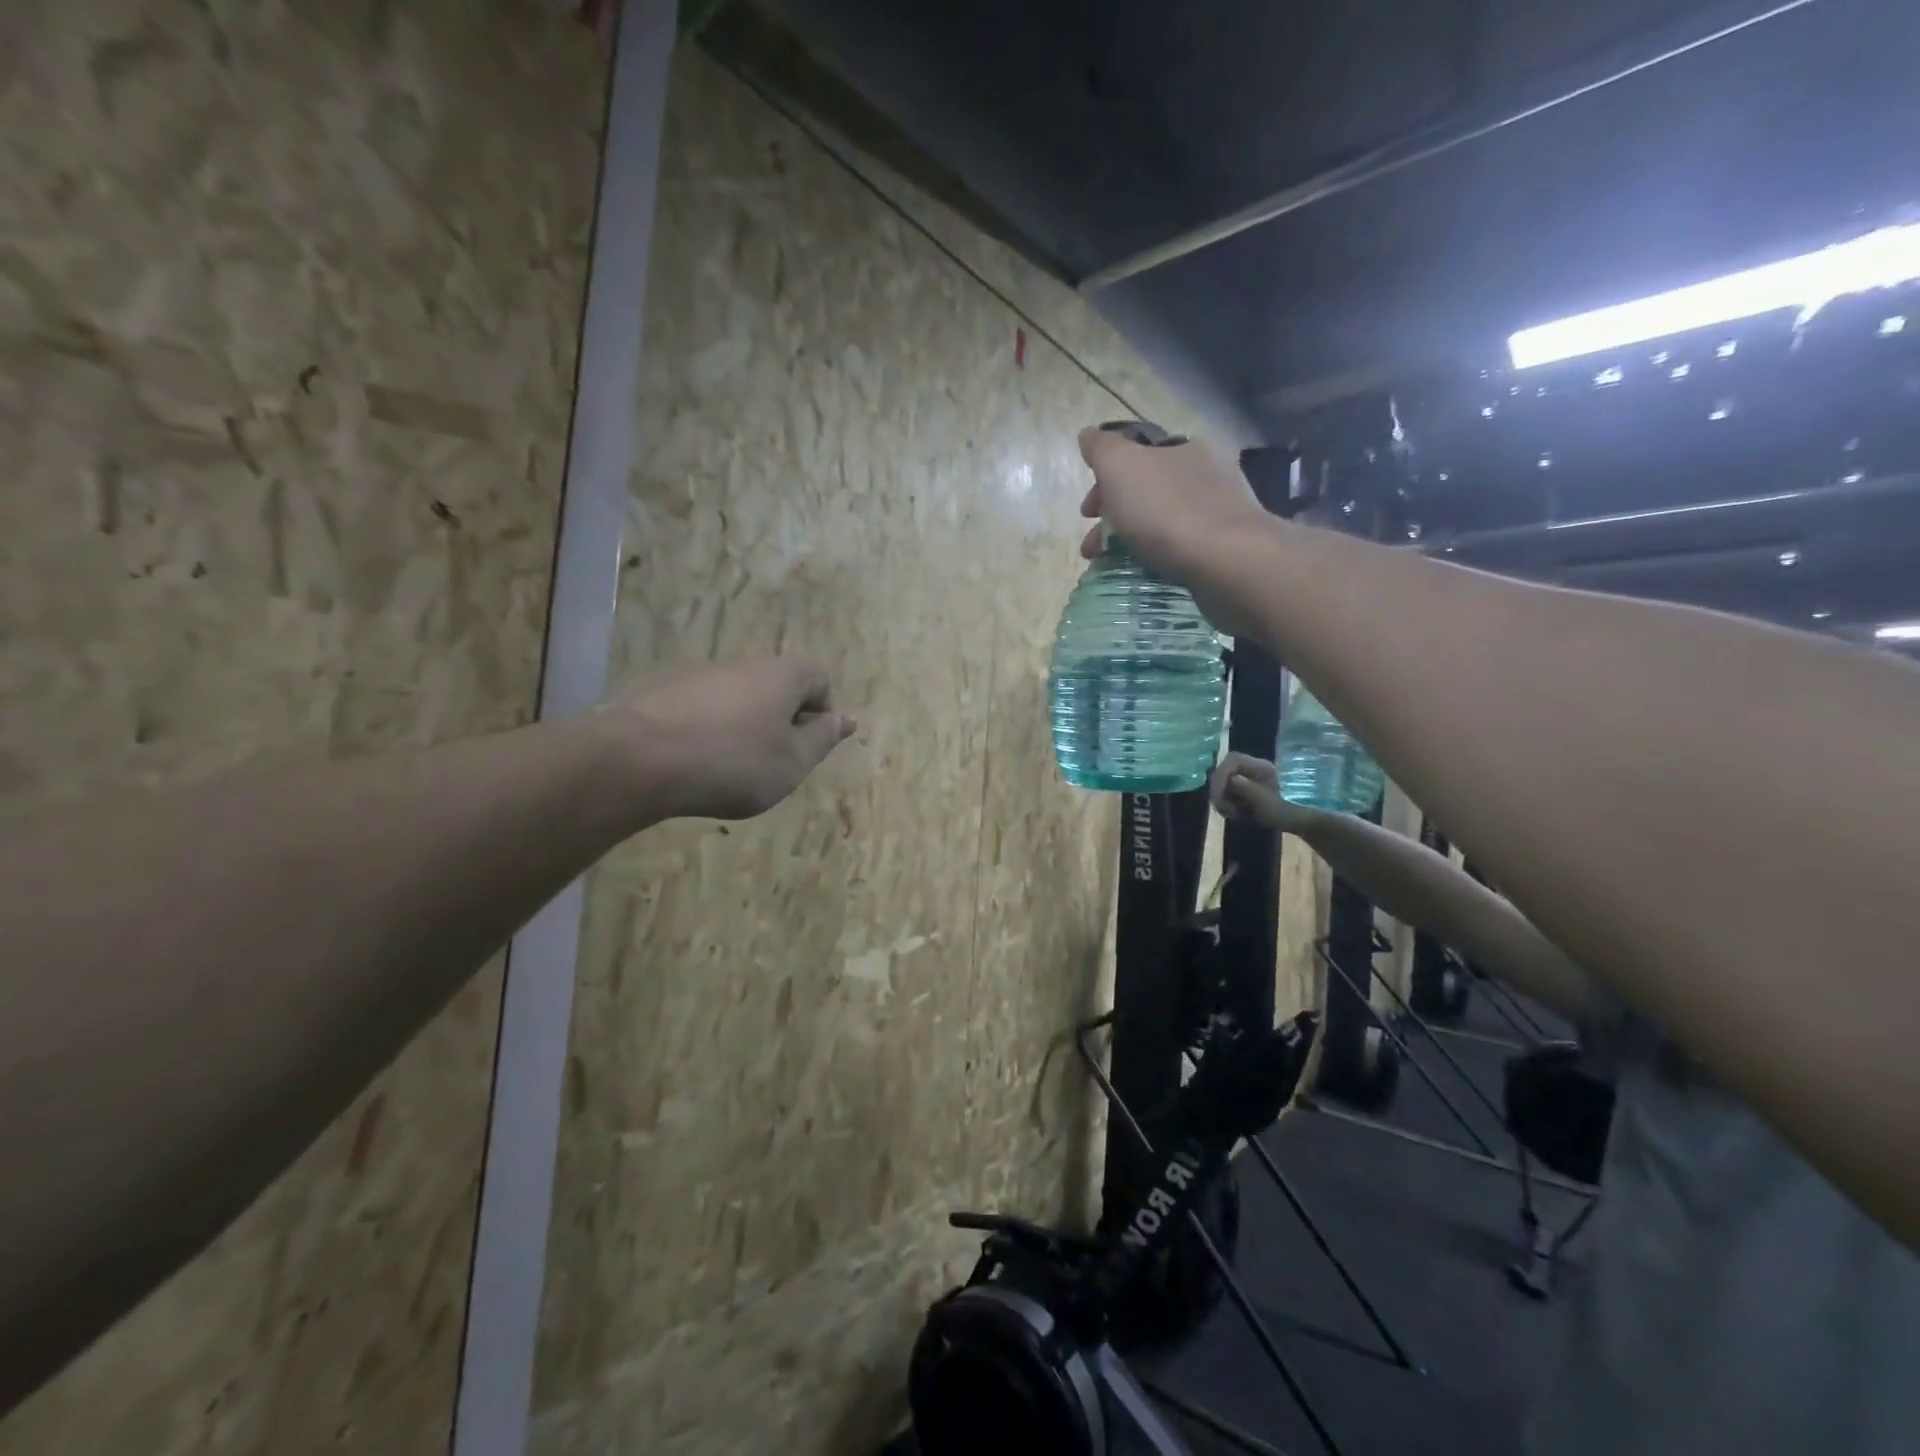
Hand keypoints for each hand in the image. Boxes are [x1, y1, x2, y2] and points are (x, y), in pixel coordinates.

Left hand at [610, 657, 856, 819]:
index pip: (818, 679)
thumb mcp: (792, 762)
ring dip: (741, 726)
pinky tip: (690, 763)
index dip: (822, 713)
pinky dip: (703, 729)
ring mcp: (696, 674)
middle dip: (780, 721)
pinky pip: (697, 708)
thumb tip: (843, 719)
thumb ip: (822, 739)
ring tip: (727, 768)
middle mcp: (741, 663)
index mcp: (781, 674)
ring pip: (735, 697)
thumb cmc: (733, 763)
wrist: (637, 759)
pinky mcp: (658, 690)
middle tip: (772, 763)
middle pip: (775, 686)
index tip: (809, 748)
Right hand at [1077, 427, 1270, 632]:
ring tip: (1112, 566)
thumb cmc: (1167, 511)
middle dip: (1114, 514)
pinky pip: (1182, 545)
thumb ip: (1101, 447)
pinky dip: (1158, 555)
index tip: (1087, 512)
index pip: (1135, 454)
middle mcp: (1206, 471)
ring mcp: (1221, 510)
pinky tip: (1147, 572)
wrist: (1227, 562)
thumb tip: (1089, 435)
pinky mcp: (1228, 546)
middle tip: (1093, 546)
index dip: (1104, 479)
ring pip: (1162, 519)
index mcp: (1182, 446)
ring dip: (1132, 538)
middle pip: (1147, 488)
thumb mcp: (1120, 467)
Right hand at [1210, 752, 1320, 835]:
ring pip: (1221, 781)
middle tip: (1222, 808)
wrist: (1289, 821)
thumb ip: (1249, 789)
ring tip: (1229, 813)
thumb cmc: (1281, 812)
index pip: (1233, 759)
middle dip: (1219, 789)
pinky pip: (1223, 790)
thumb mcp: (1266, 803)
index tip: (1219, 793)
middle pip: (1224, 770)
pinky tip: (1231, 813)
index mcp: (1260, 766)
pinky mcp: (1240, 786)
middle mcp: (1250, 767)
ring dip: (1221, 798)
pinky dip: (1223, 802)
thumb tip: (1232, 779)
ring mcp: (1244, 776)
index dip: (1222, 773)